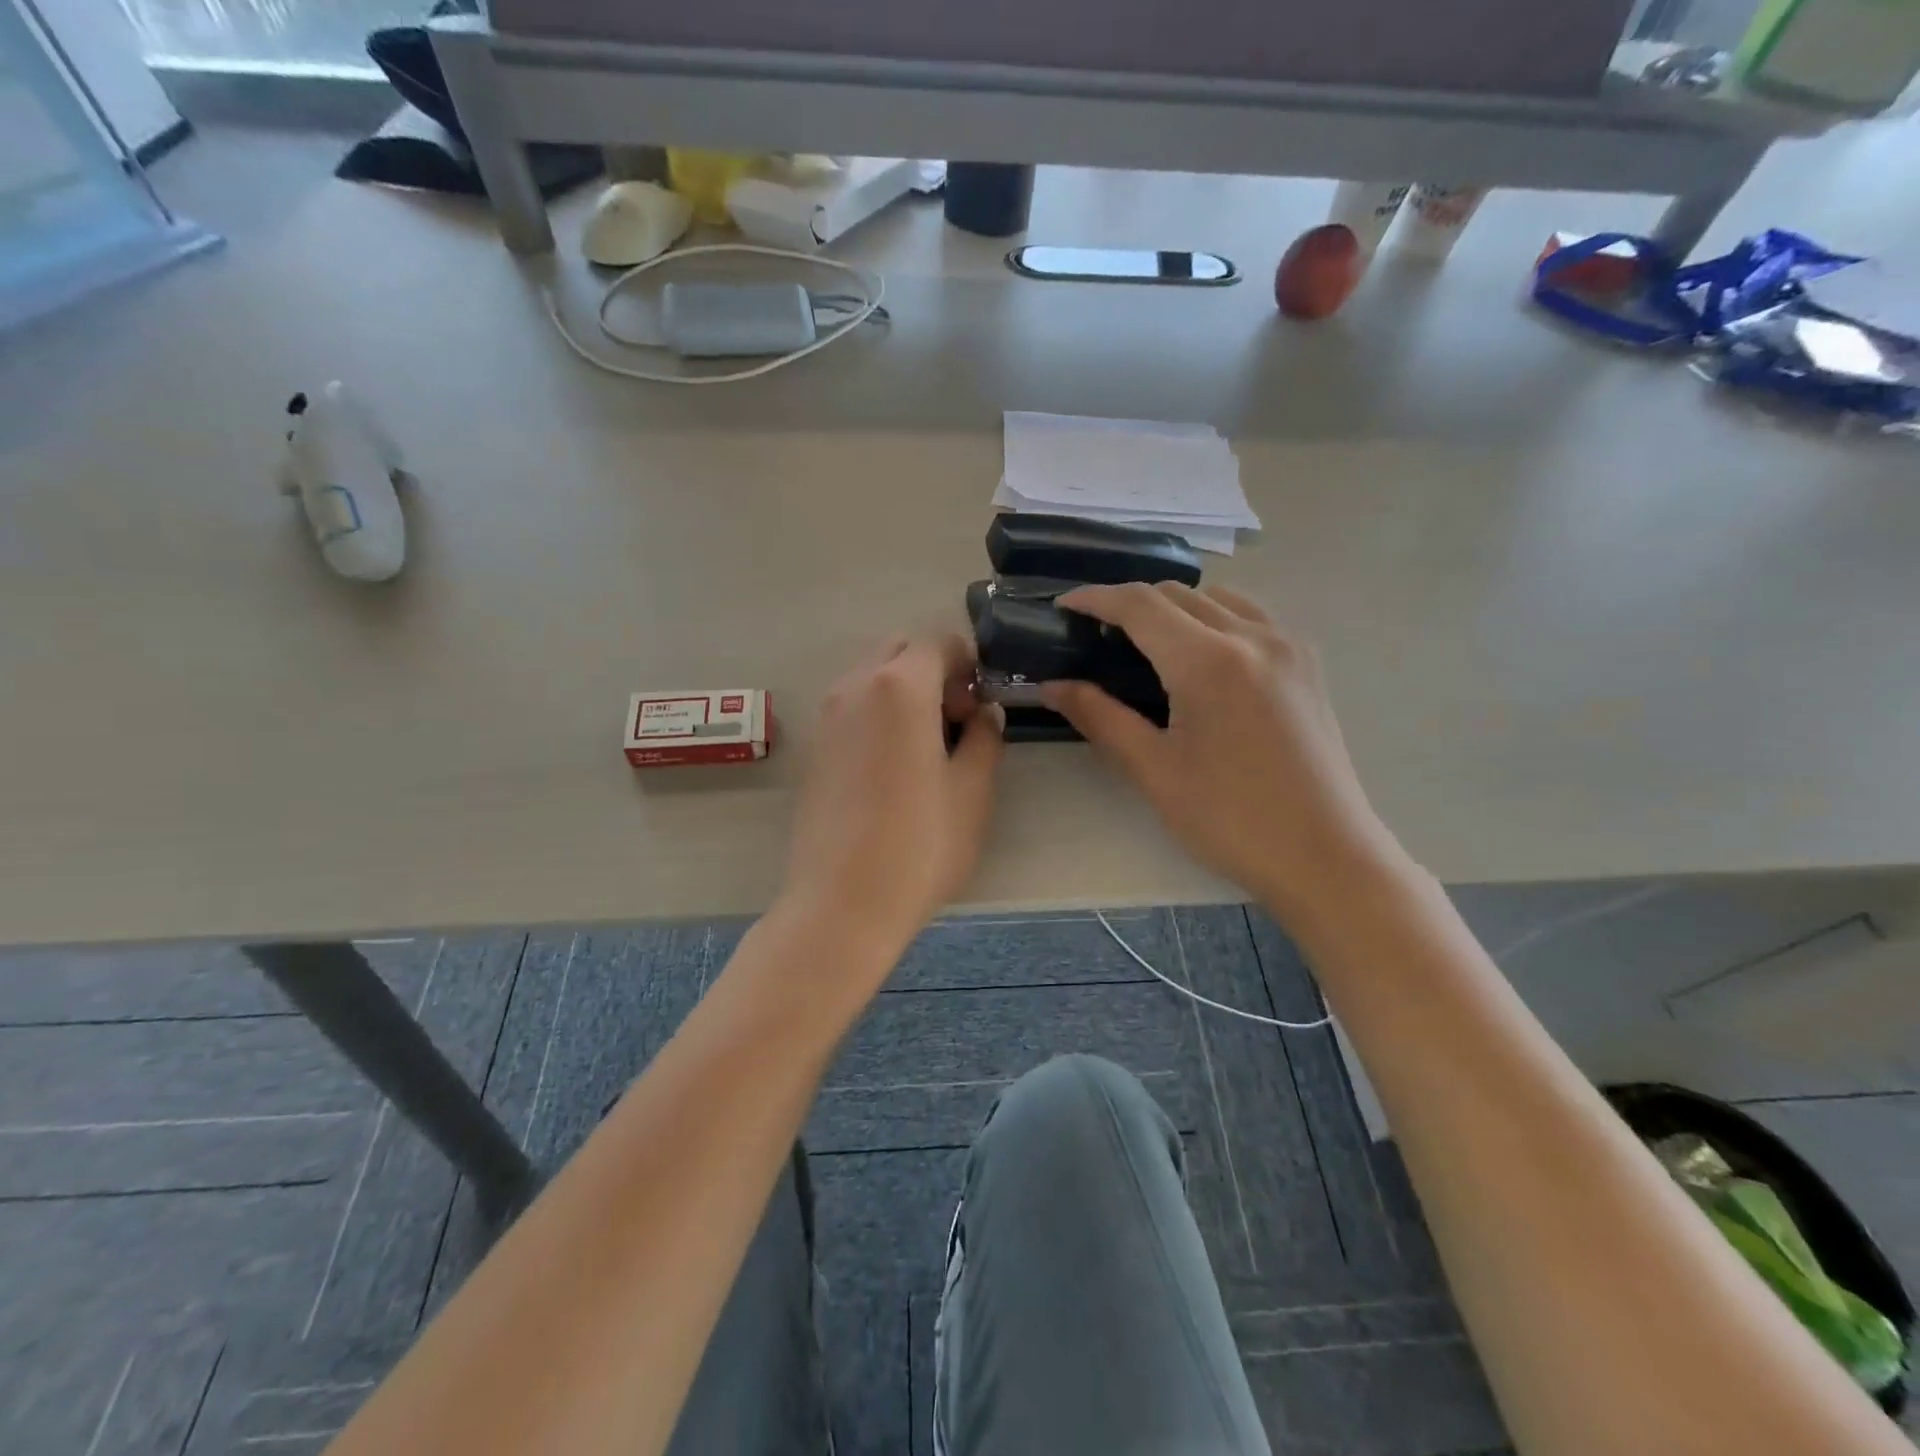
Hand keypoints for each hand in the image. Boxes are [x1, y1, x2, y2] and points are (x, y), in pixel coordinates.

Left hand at [781, 635, 1003, 957]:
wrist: (841, 904)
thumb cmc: (920, 845)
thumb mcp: (973, 791)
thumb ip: (985, 738)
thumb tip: (983, 714)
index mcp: (900, 686)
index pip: (939, 641)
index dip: (969, 663)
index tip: (982, 704)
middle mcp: (855, 686)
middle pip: (901, 650)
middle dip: (935, 671)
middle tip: (958, 722)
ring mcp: (828, 716)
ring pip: (873, 677)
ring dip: (906, 692)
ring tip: (928, 746)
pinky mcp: (815, 747)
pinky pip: (853, 707)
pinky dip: (880, 714)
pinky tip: (895, 766)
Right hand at [1041, 584, 1406, 917]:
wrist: (1325, 856)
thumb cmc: (1231, 819)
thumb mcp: (1154, 770)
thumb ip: (1100, 717)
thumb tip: (1052, 686)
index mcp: (1209, 661)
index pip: (1140, 605)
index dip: (1095, 599)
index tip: (1063, 607)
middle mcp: (1252, 636)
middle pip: (1177, 594)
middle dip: (1130, 603)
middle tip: (1096, 637)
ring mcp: (1287, 645)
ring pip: (1217, 598)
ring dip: (1173, 607)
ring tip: (1146, 644)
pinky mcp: (1306, 664)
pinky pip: (1251, 616)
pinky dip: (1213, 618)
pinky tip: (1200, 656)